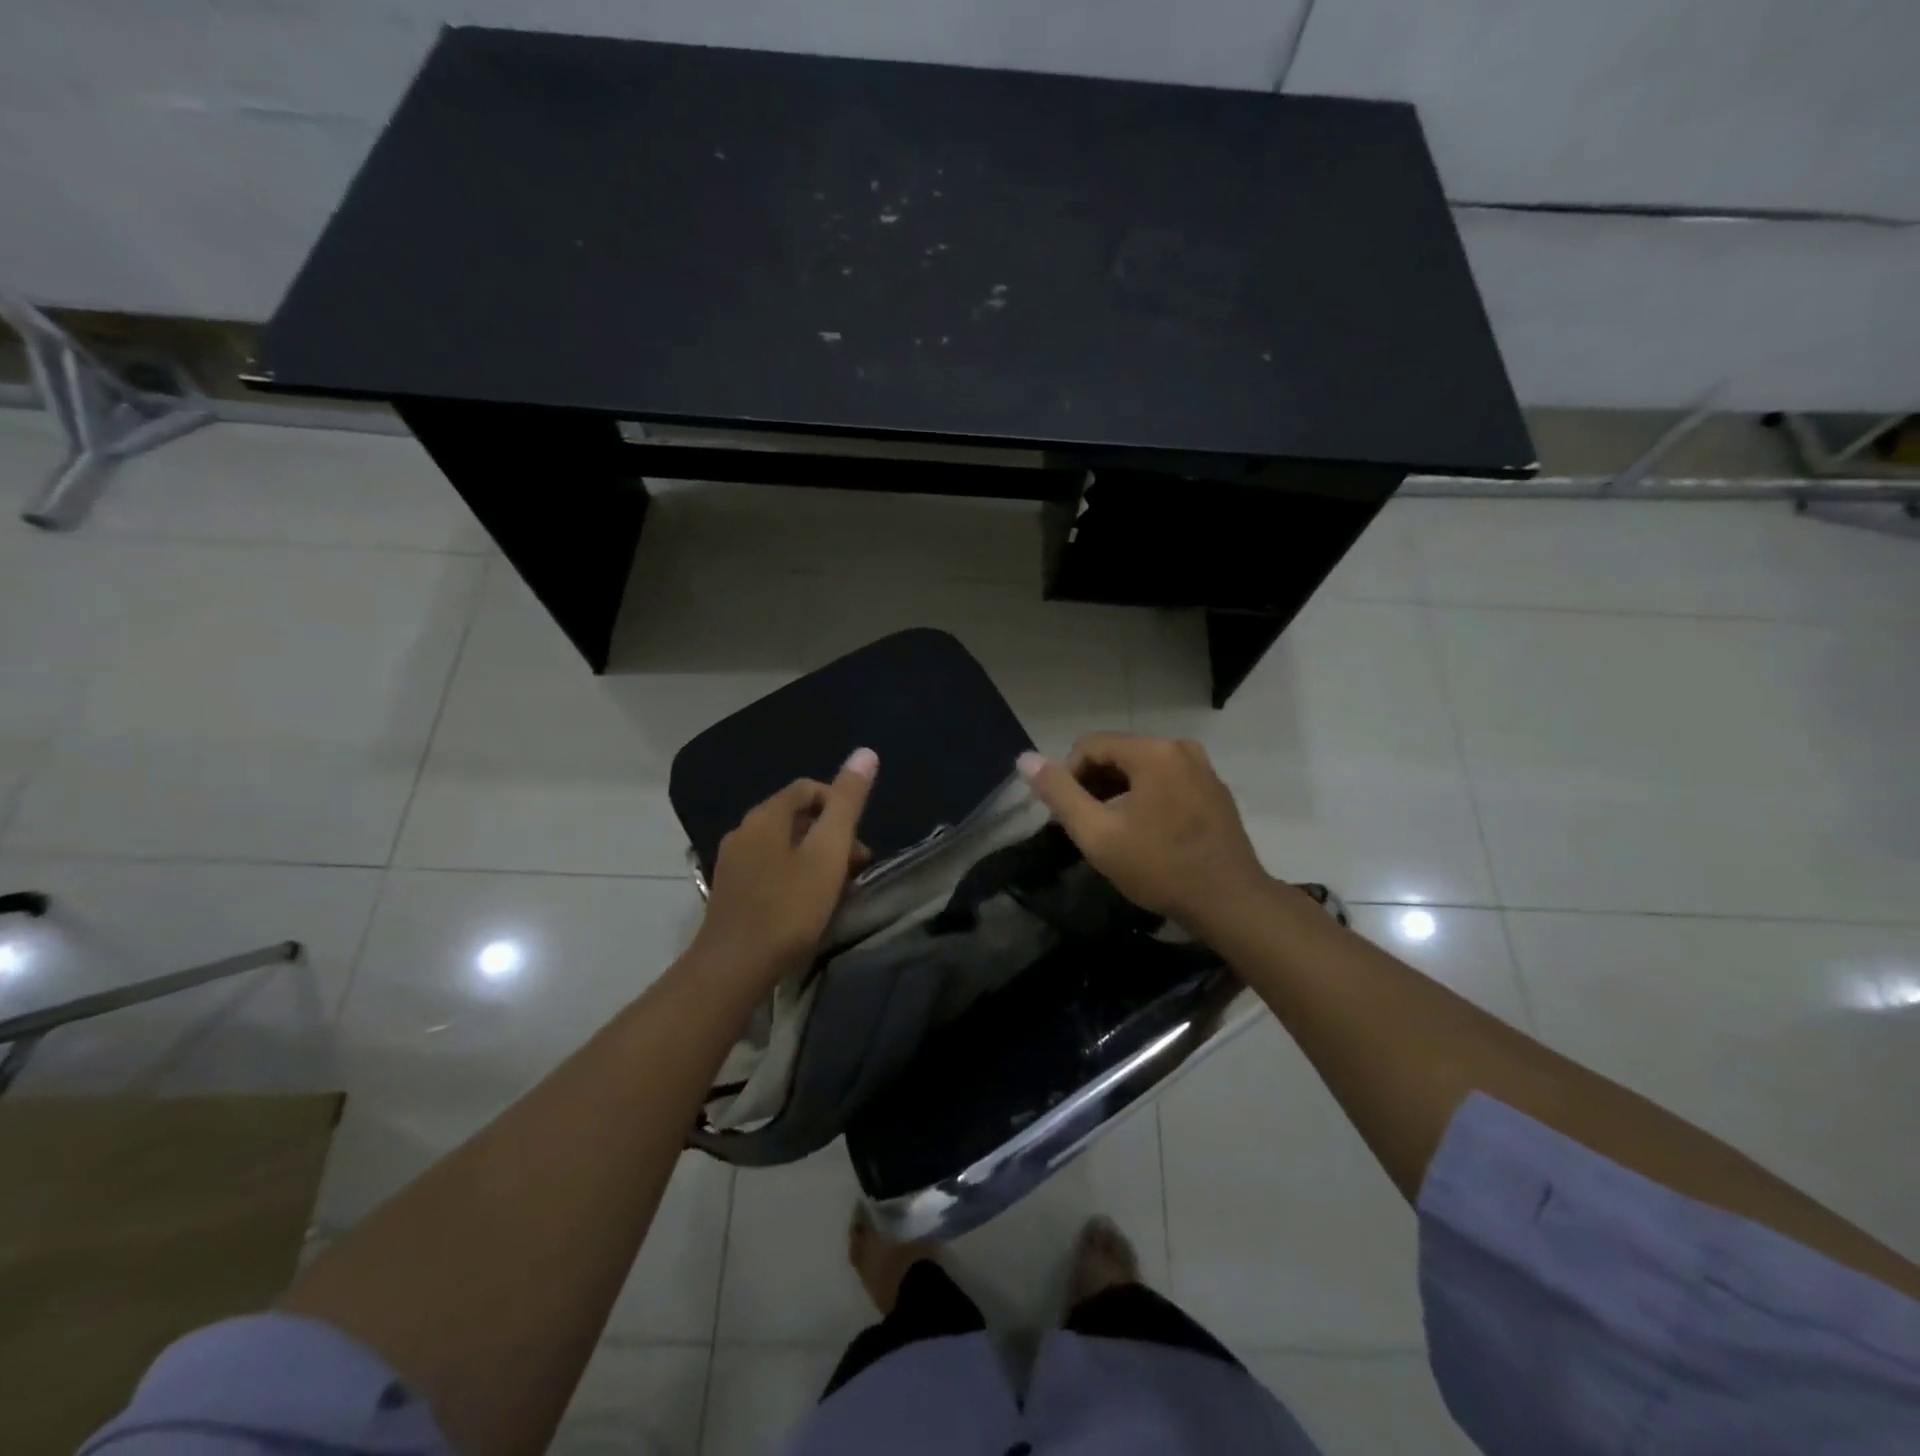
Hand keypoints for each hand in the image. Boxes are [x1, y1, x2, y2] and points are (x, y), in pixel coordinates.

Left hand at [693, 749, 877, 990]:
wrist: (733, 967)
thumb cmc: (788, 906)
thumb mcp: (828, 851)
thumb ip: (847, 802)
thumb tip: (865, 752)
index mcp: (765, 816)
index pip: (807, 788)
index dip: (839, 804)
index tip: (858, 838)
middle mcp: (743, 831)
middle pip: (796, 818)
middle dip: (831, 836)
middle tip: (856, 868)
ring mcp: (733, 863)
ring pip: (785, 846)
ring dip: (816, 859)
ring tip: (838, 890)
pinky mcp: (730, 892)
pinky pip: (770, 869)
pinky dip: (796, 876)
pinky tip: (808, 905)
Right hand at [1018, 734, 1269, 932]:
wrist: (1230, 902)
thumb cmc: (1159, 867)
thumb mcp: (1098, 834)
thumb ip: (1059, 794)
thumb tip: (1025, 759)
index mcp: (1152, 751)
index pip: (1089, 746)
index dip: (1069, 779)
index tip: (1071, 819)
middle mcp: (1180, 747)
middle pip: (1116, 754)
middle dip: (1095, 787)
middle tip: (1091, 829)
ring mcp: (1202, 767)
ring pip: (1140, 769)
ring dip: (1119, 795)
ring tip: (1117, 835)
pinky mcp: (1214, 788)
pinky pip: (1166, 781)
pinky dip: (1147, 799)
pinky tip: (1148, 835)